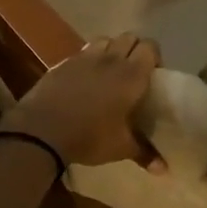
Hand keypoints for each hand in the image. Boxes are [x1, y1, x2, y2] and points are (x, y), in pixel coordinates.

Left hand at [0, 34, 161, 168]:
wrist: (42, 129)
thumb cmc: (89, 136)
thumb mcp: (120, 148)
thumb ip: (144, 153)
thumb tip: (164, 169)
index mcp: (131, 75)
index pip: (150, 47)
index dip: (154, 57)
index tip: (153, 75)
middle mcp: (110, 59)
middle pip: (129, 37)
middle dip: (134, 50)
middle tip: (133, 73)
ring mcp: (85, 57)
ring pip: (105, 40)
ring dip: (112, 49)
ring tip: (110, 70)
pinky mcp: (64, 62)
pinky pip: (83, 52)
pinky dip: (89, 59)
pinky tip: (85, 78)